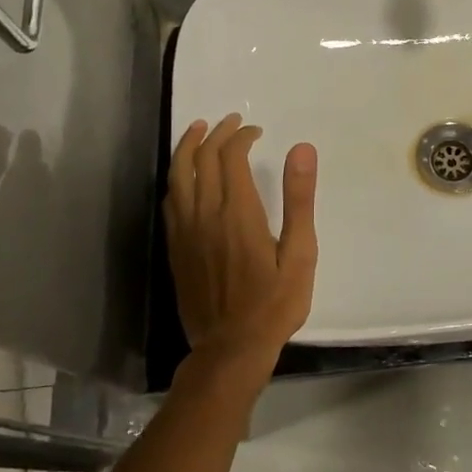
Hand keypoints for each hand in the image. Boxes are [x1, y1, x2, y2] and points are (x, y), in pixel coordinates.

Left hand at [164, 114, 318, 368]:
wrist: (230, 349)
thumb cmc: (274, 304)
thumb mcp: (300, 254)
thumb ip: (299, 200)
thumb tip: (301, 149)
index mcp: (238, 213)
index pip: (231, 157)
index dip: (242, 137)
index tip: (256, 131)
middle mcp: (206, 214)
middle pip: (202, 159)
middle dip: (216, 134)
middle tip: (232, 122)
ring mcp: (185, 232)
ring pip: (178, 175)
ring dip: (188, 147)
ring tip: (199, 130)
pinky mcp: (175, 248)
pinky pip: (170, 200)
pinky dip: (176, 177)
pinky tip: (184, 175)